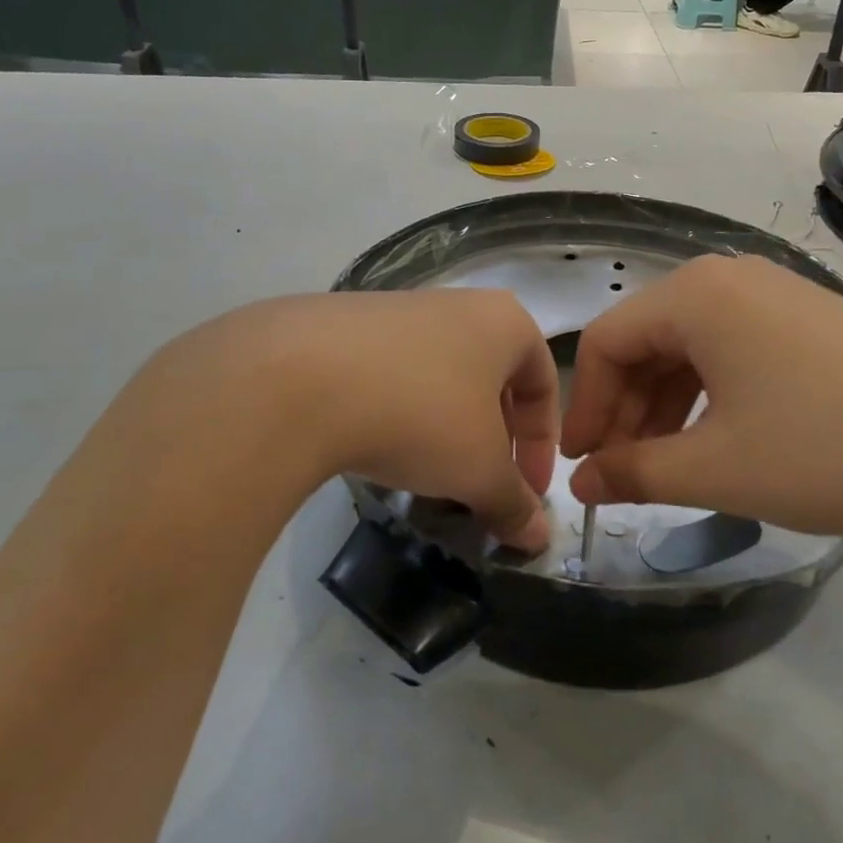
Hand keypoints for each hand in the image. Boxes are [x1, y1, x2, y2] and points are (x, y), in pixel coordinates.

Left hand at [121, 291, 556, 552]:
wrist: (298, 377)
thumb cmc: (421, 414)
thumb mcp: (479, 469)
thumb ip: (514, 503)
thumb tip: (538, 539)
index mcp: (504, 322)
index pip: (543, 384)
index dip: (543, 445)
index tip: (527, 494)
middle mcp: (456, 304)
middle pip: (491, 379)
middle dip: (493, 439)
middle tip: (480, 486)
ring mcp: (396, 309)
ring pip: (440, 377)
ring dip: (445, 429)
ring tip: (426, 475)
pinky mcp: (344, 325)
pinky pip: (390, 374)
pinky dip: (398, 413)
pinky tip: (374, 446)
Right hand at [561, 255, 842, 563]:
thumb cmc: (828, 452)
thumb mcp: (717, 469)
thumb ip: (635, 474)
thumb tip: (581, 484)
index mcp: (695, 294)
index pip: (607, 341)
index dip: (586, 407)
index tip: (581, 467)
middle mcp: (731, 278)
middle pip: (648, 341)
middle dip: (626, 410)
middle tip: (620, 475)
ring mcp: (779, 295)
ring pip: (693, 348)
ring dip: (667, 406)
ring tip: (666, 468)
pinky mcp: (814, 320)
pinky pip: (737, 351)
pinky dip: (712, 396)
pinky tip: (720, 442)